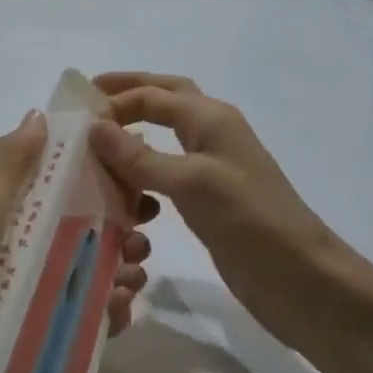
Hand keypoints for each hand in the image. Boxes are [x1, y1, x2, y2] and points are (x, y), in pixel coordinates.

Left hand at [0, 110, 150, 365]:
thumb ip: (10, 162)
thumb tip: (40, 114)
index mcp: (17, 213)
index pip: (73, 191)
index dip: (109, 186)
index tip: (140, 188)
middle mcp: (31, 249)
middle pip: (93, 236)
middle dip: (126, 235)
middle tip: (140, 244)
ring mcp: (38, 292)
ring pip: (96, 277)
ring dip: (125, 274)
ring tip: (131, 279)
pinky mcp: (42, 333)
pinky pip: (86, 321)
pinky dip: (108, 314)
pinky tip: (116, 310)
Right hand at [87, 75, 372, 354]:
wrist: (299, 278)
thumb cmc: (249, 220)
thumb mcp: (190, 182)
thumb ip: (139, 156)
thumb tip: (94, 127)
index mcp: (211, 118)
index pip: (153, 95)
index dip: (114, 99)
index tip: (73, 116)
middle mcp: (211, 134)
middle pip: (165, 99)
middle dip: (128, 95)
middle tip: (89, 103)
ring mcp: (211, 168)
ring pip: (163, 140)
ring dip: (132, 142)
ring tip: (97, 154)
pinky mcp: (208, 200)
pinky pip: (165, 177)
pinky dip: (142, 179)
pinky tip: (127, 199)